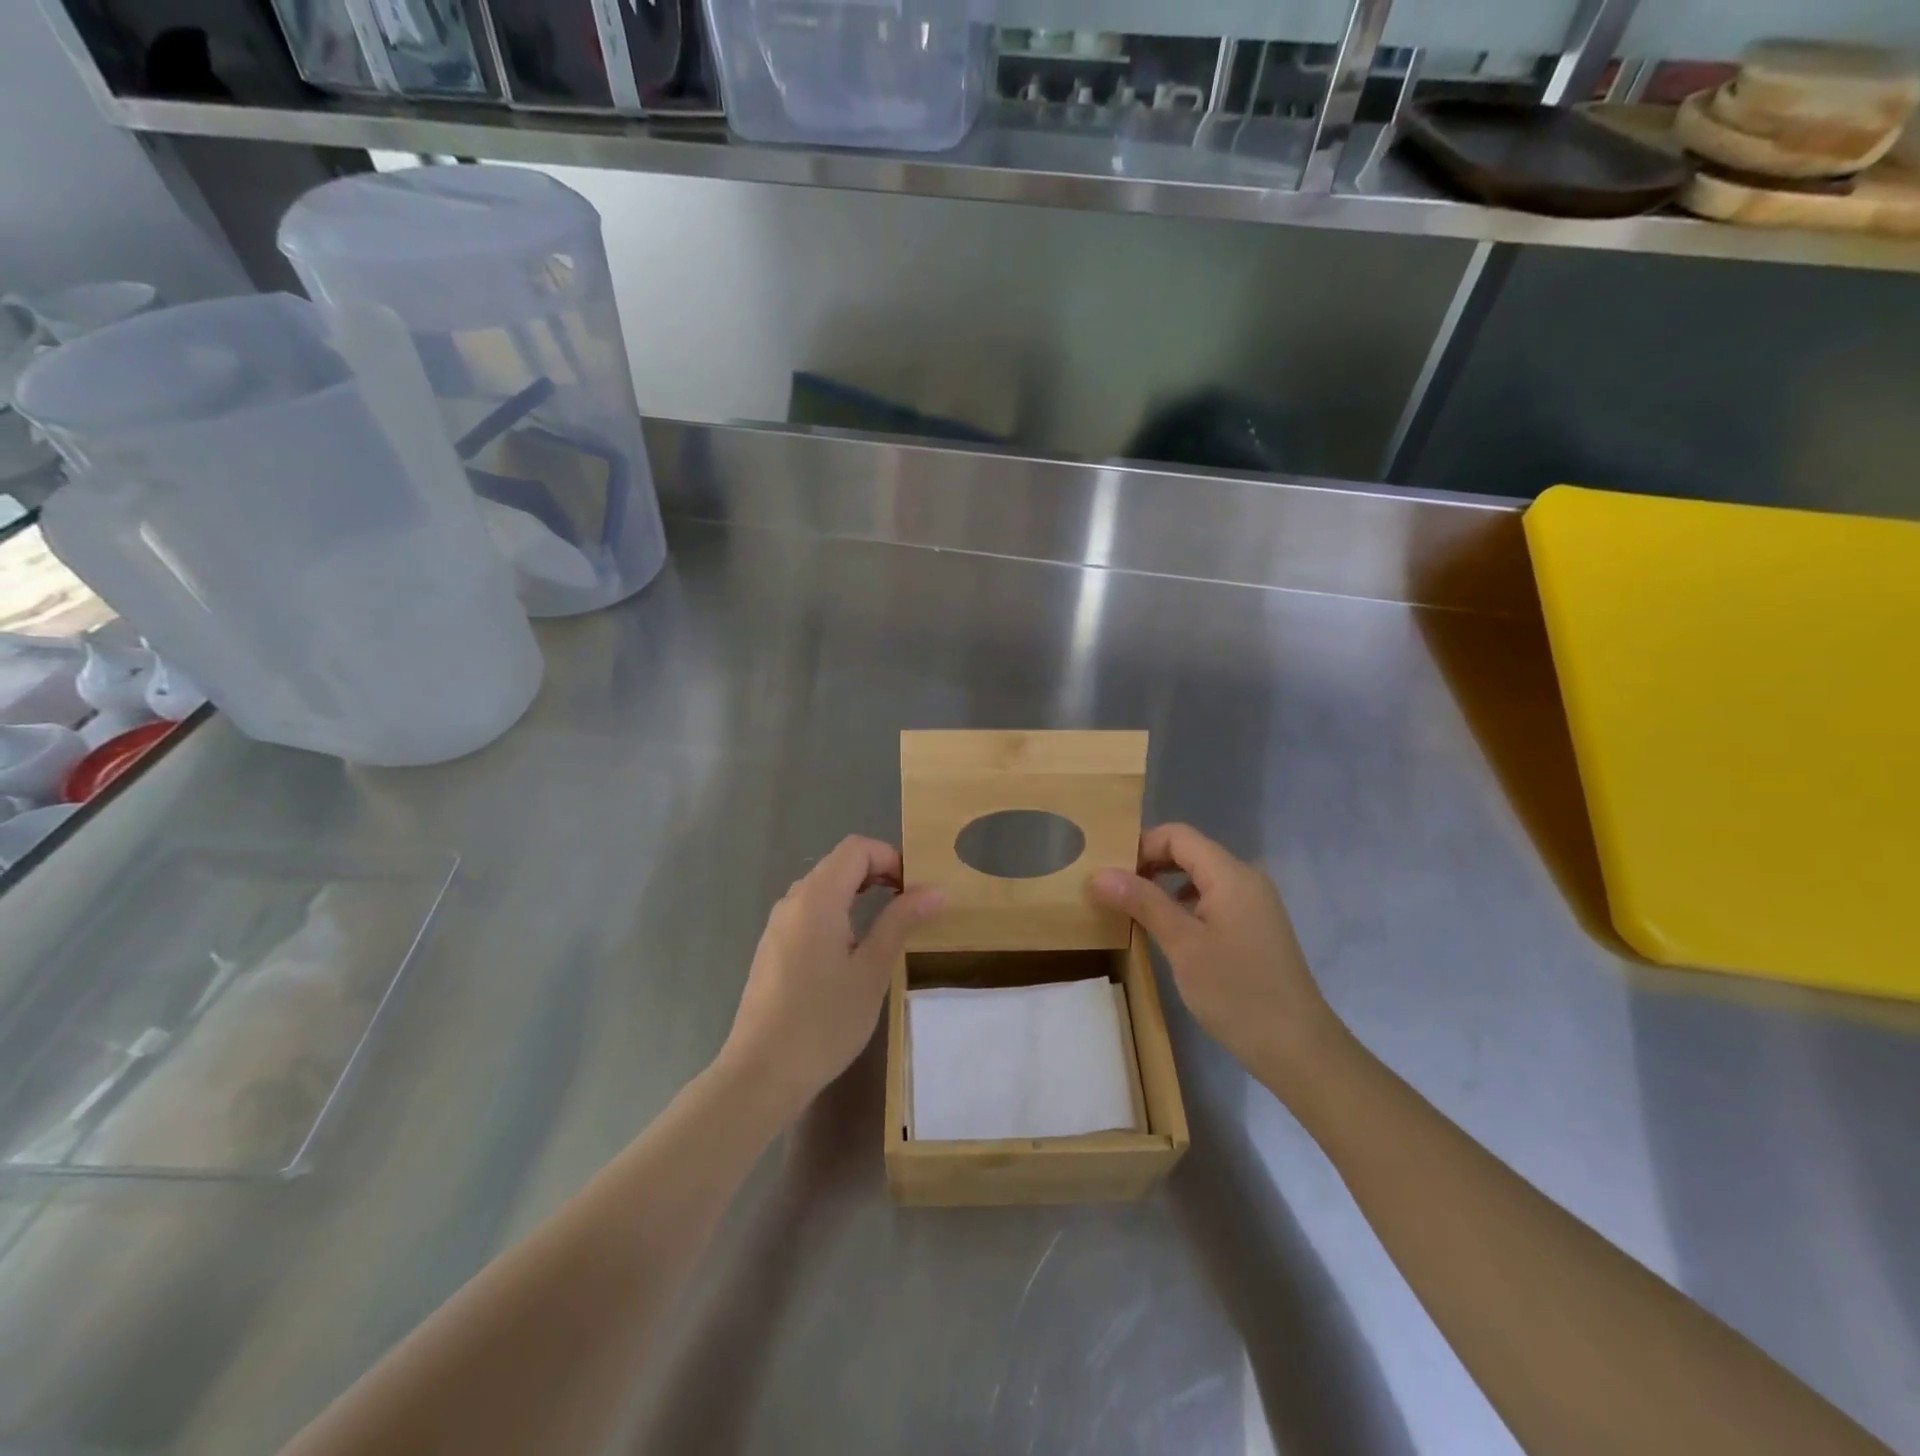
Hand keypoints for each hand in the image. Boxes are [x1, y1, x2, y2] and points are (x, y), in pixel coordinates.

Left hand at [721, 836, 942, 1116]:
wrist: (762, 1073)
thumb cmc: (824, 1021)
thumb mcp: (872, 970)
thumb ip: (901, 922)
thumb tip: (935, 890)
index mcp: (817, 898)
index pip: (856, 849)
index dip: (890, 857)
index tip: (916, 890)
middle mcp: (793, 901)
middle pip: (839, 863)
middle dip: (878, 873)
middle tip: (910, 905)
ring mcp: (778, 924)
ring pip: (823, 888)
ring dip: (858, 893)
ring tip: (886, 928)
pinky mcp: (772, 947)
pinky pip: (809, 911)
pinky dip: (837, 912)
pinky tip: (851, 951)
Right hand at [1091, 823, 1340, 1090]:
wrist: (1298, 1049)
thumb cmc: (1236, 992)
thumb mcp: (1182, 945)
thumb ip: (1143, 902)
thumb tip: (1100, 873)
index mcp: (1231, 875)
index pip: (1178, 835)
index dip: (1141, 845)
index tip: (1110, 873)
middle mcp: (1246, 880)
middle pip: (1190, 852)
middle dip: (1150, 864)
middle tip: (1115, 891)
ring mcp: (1255, 905)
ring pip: (1201, 877)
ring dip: (1165, 885)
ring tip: (1135, 910)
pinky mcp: (1256, 929)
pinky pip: (1214, 899)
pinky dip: (1186, 904)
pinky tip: (1170, 932)